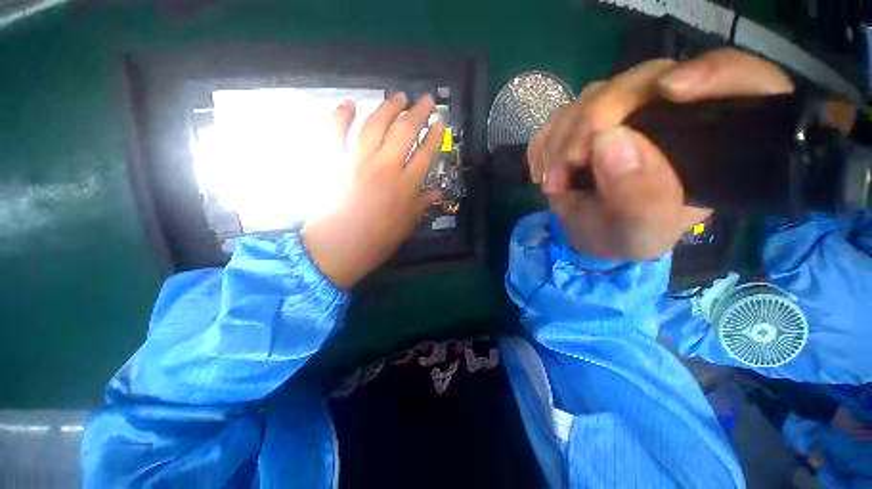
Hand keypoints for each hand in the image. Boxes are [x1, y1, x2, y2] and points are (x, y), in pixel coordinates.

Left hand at [301, 93, 442, 288]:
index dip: (435, 136)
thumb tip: (438, 191)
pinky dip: (340, 115)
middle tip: (425, 100)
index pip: (426, 153)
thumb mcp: (408, 224)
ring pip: (375, 124)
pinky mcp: (335, 161)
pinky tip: (349, 103)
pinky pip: (336, 132)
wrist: (340, 246)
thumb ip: (423, 203)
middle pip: (404, 131)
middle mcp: (385, 166)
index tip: (440, 122)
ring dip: (388, 107)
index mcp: (405, 185)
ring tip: (398, 97)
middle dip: (418, 113)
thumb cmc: (378, 240)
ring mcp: (358, 160)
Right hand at [528, 49, 793, 260]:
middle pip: (645, 81)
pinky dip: (546, 144)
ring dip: (561, 139)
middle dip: (593, 122)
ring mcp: (625, 109)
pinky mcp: (589, 117)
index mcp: (714, 136)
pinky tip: (545, 173)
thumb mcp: (641, 231)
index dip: (714, 74)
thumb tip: (607, 140)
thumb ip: (639, 197)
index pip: (740, 79)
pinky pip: (563, 114)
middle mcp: (674, 111)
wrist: (593, 233)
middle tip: (565, 169)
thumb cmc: (627, 235)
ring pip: (594, 95)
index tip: (672, 92)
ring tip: (553, 182)